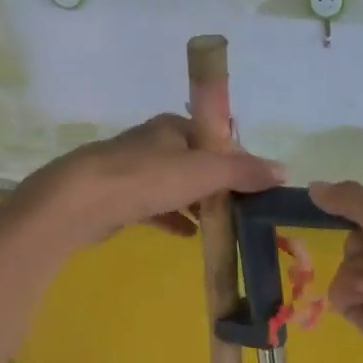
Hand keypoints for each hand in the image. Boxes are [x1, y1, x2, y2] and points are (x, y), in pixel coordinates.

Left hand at [19, 114, 284, 246]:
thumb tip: (284, 170)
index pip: (213, 137)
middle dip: (217, 185)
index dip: (235, 158)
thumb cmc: (145, 178)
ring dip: (196, 203)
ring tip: (219, 225)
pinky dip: (173, 219)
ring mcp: (132, 171)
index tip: (253, 185)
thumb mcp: (203, 171)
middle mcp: (153, 143)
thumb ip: (243, 171)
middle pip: (194, 162)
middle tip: (240, 209)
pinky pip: (154, 207)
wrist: (79, 202)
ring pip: (174, 186)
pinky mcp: (118, 198)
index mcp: (172, 127)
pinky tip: (188, 236)